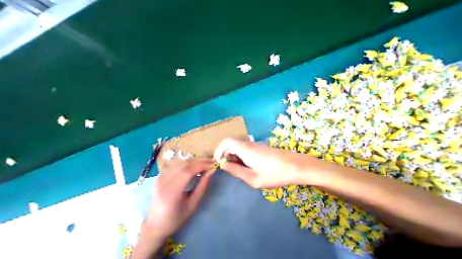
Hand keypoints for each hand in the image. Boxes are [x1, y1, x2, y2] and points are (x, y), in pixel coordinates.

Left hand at [145, 159, 215, 239]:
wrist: (154, 226)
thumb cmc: (176, 218)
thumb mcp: (192, 204)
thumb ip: (202, 186)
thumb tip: (211, 171)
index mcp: (171, 192)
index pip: (188, 171)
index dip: (202, 165)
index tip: (213, 164)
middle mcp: (164, 181)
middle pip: (184, 164)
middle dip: (200, 161)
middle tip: (211, 161)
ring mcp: (160, 177)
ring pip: (181, 162)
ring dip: (194, 160)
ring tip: (205, 162)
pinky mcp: (160, 175)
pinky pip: (176, 164)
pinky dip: (187, 162)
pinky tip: (194, 164)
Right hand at [213, 138, 315, 187]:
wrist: (296, 166)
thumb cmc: (275, 174)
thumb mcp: (253, 178)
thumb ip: (236, 171)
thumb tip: (224, 165)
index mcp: (245, 149)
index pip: (226, 141)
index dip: (219, 149)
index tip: (218, 161)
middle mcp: (248, 144)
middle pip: (231, 145)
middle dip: (226, 156)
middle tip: (230, 169)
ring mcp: (255, 145)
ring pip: (238, 148)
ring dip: (235, 157)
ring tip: (241, 171)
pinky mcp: (260, 148)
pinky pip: (246, 150)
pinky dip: (242, 157)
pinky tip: (249, 167)